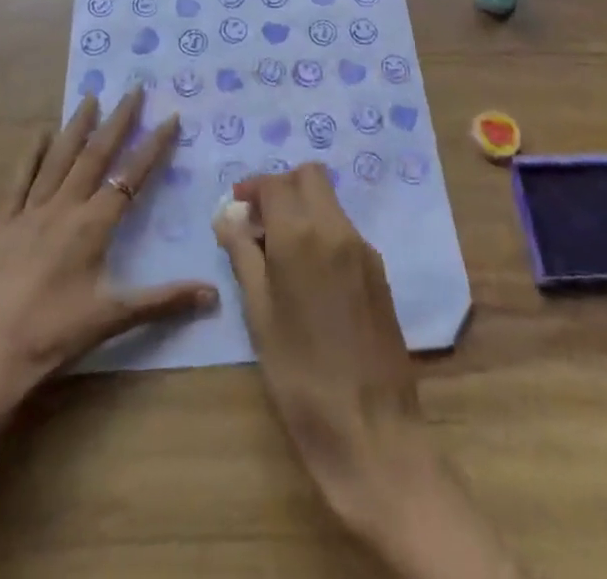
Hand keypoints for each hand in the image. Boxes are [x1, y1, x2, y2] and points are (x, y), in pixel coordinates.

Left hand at [0, 87, 218, 450]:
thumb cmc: (49, 338)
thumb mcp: (111, 318)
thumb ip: (163, 301)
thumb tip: (213, 294)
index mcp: (92, 226)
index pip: (131, 177)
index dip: (153, 146)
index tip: (171, 116)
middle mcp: (63, 208)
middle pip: (95, 155)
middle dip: (118, 121)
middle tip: (134, 88)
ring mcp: (28, 212)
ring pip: (58, 158)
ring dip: (77, 126)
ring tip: (91, 96)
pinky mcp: (0, 224)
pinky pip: (19, 179)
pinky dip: (31, 153)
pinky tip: (39, 133)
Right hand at [212, 164, 423, 523]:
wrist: (372, 431)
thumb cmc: (301, 377)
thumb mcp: (259, 316)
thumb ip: (243, 257)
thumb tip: (227, 218)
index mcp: (302, 236)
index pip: (275, 183)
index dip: (251, 189)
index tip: (235, 210)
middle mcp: (337, 229)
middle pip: (309, 177)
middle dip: (281, 188)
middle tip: (258, 223)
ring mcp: (363, 248)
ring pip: (329, 201)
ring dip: (302, 208)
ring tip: (278, 253)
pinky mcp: (379, 270)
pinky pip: (344, 229)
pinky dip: (321, 231)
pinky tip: (307, 275)